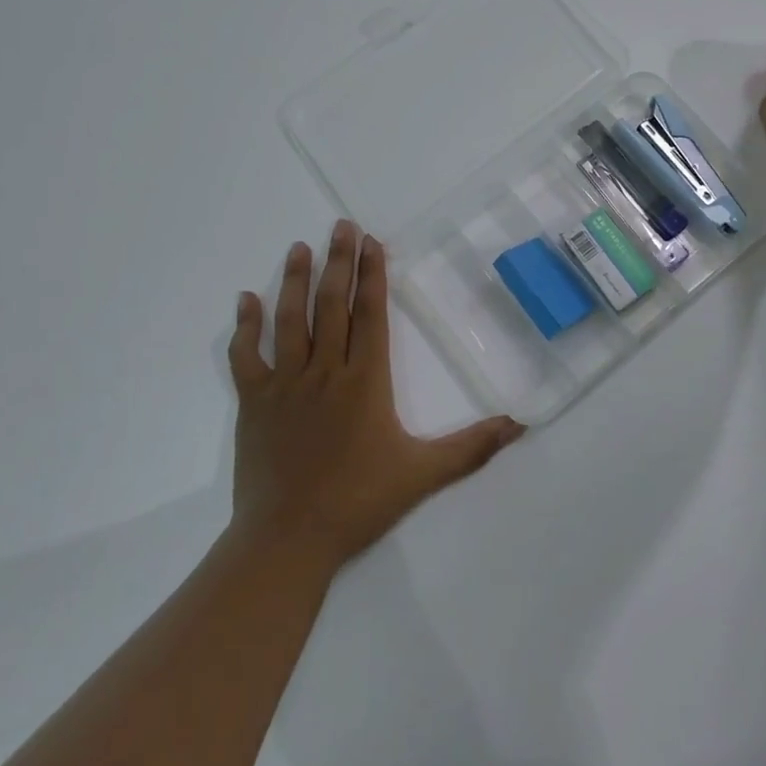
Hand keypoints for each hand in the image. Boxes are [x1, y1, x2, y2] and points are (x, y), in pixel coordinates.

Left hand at [226, 220, 524, 570]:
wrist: (288, 540)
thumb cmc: (358, 502)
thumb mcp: (423, 474)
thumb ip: (472, 447)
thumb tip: (520, 425)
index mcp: (365, 381)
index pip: (370, 315)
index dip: (372, 275)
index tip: (371, 242)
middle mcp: (325, 371)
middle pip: (332, 306)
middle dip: (338, 262)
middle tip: (340, 225)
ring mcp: (285, 384)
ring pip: (290, 321)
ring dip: (295, 282)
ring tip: (300, 248)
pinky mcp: (254, 402)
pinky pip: (246, 356)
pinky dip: (245, 327)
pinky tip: (245, 299)